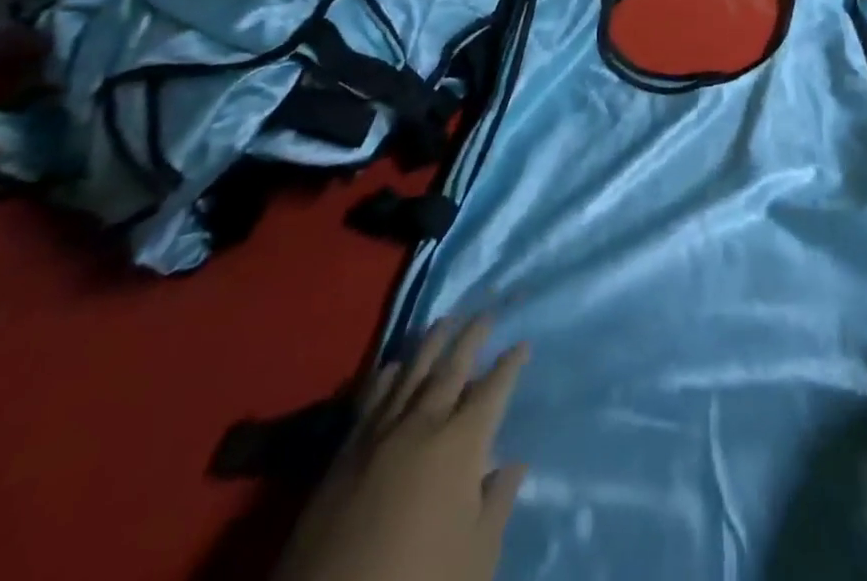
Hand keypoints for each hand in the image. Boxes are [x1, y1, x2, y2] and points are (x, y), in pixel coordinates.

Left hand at [274, 316, 527, 580]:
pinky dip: (385, 377)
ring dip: (430, 344)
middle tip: (486, 312)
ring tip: (444, 321)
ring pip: (411, 374)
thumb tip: (513, 464)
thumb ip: (497, 504)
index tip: (522, 344)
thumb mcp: (475, 556)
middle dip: (472, 337)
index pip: (493, 390)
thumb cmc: (420, 580)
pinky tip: (392, 365)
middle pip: (452, 368)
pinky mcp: (344, 455)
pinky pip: (370, 401)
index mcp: (460, 443)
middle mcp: (423, 425)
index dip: (510, 365)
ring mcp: (379, 436)